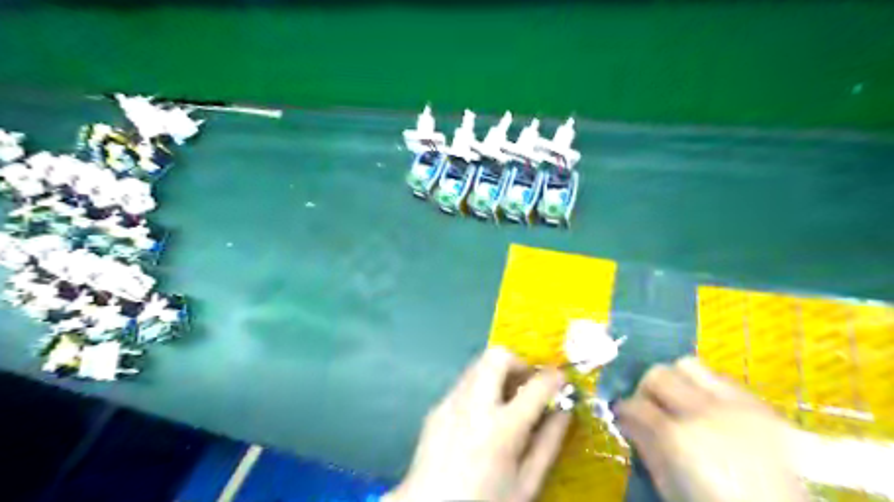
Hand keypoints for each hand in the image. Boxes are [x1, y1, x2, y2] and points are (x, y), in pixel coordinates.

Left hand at [387, 347, 568, 501]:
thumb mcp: (527, 483)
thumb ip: (548, 443)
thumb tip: (564, 410)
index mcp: (502, 428)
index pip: (536, 385)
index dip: (554, 376)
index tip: (560, 377)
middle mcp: (473, 405)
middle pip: (497, 356)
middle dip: (519, 362)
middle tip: (528, 383)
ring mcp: (450, 403)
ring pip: (477, 365)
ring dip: (497, 373)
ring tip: (506, 399)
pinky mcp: (436, 407)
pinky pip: (462, 384)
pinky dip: (479, 388)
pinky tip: (480, 416)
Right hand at [620, 357, 806, 501]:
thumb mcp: (669, 484)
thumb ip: (644, 446)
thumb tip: (625, 420)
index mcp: (677, 436)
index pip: (635, 404)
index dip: (623, 407)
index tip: (621, 412)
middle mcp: (703, 410)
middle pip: (658, 374)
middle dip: (647, 387)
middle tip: (648, 404)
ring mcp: (735, 404)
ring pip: (689, 365)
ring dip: (676, 379)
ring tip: (679, 400)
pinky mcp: (759, 405)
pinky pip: (721, 378)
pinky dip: (706, 386)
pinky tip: (709, 407)